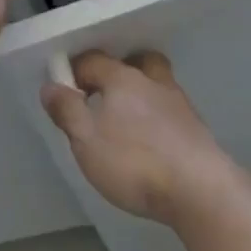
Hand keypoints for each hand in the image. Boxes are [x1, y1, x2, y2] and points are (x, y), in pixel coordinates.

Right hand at [40, 51, 233, 226]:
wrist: (200, 190)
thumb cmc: (134, 162)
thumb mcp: (87, 141)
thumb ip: (67, 111)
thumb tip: (50, 85)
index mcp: (123, 79)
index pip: (94, 60)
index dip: (75, 71)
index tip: (65, 91)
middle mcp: (153, 82)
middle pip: (136, 61)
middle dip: (119, 71)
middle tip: (103, 95)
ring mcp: (179, 104)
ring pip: (156, 85)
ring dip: (141, 95)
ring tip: (127, 122)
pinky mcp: (196, 130)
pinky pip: (170, 111)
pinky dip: (158, 118)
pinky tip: (152, 142)